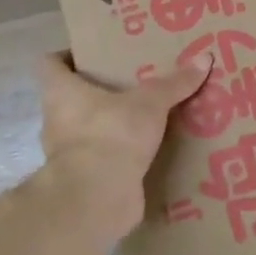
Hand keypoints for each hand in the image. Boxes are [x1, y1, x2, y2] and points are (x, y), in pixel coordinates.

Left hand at [36, 52, 211, 234]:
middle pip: (72, 96)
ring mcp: (68, 153)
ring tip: (145, 114)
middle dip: (99, 90)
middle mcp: (57, 119)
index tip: (96, 54)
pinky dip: (120, 154)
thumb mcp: (150, 103)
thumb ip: (175, 83)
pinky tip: (148, 148)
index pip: (49, 64)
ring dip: (110, 123)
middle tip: (132, 80)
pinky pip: (103, 159)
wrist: (98, 199)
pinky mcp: (84, 180)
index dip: (68, 55)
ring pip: (88, 129)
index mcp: (60, 92)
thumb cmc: (111, 134)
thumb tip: (206, 58)